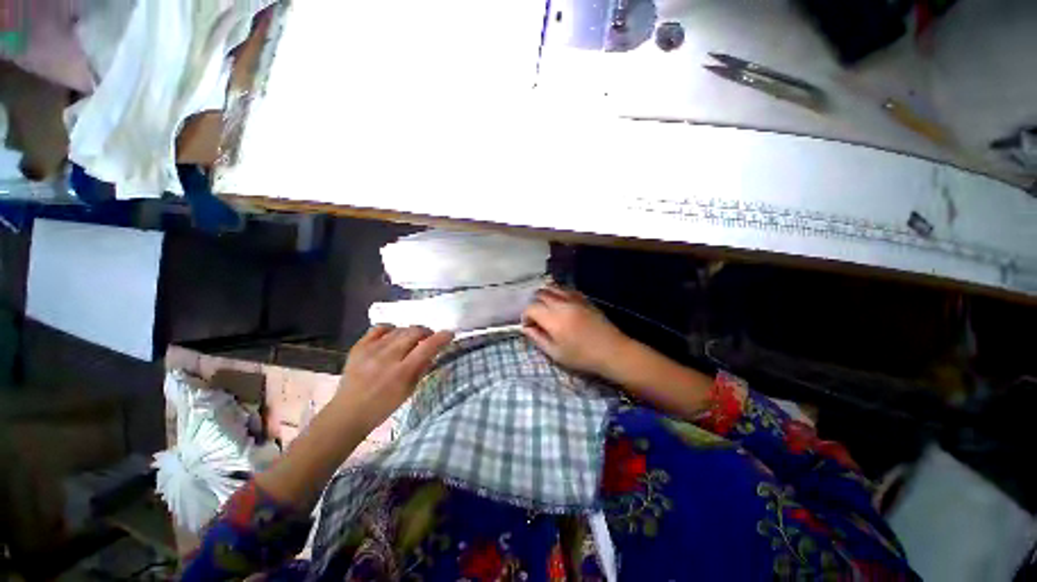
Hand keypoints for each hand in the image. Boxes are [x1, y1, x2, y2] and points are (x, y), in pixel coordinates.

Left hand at [333, 325, 453, 432]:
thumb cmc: (383, 406)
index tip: (449, 334)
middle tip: (428, 338)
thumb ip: (422, 368)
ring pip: (399, 329)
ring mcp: (371, 350)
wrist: (348, 413)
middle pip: (414, 332)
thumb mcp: (409, 390)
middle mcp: (387, 357)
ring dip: (410, 332)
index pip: (427, 347)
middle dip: (426, 332)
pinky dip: (391, 329)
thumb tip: (432, 350)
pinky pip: (379, 328)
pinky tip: (393, 335)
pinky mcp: (359, 347)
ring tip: (411, 340)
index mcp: (402, 373)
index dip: (441, 337)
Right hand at [521, 285, 630, 375]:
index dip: (525, 316)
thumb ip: (538, 338)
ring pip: (553, 287)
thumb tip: (526, 328)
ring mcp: (574, 298)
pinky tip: (562, 304)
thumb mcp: (555, 353)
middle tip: (538, 318)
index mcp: (553, 318)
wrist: (612, 351)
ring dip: (546, 296)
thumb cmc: (582, 356)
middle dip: (534, 304)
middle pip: (540, 294)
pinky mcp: (584, 298)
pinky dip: (559, 293)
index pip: (531, 307)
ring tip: (548, 309)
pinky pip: (566, 289)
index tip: (529, 327)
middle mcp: (562, 303)